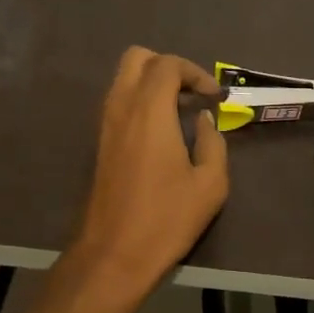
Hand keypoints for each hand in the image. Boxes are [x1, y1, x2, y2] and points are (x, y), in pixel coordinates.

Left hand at [69, 47, 229, 294]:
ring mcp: (106, 123)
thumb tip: (204, 120)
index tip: (213, 97)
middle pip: (138, 58)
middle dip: (168, 66)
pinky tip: (161, 130)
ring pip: (124, 78)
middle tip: (191, 94)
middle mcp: (122, 106)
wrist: (113, 254)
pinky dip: (140, 100)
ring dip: (152, 82)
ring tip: (180, 111)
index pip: (168, 65)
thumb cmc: (166, 218)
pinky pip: (119, 101)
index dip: (195, 72)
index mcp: (149, 110)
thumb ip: (213, 142)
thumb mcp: (210, 184)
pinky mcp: (100, 142)